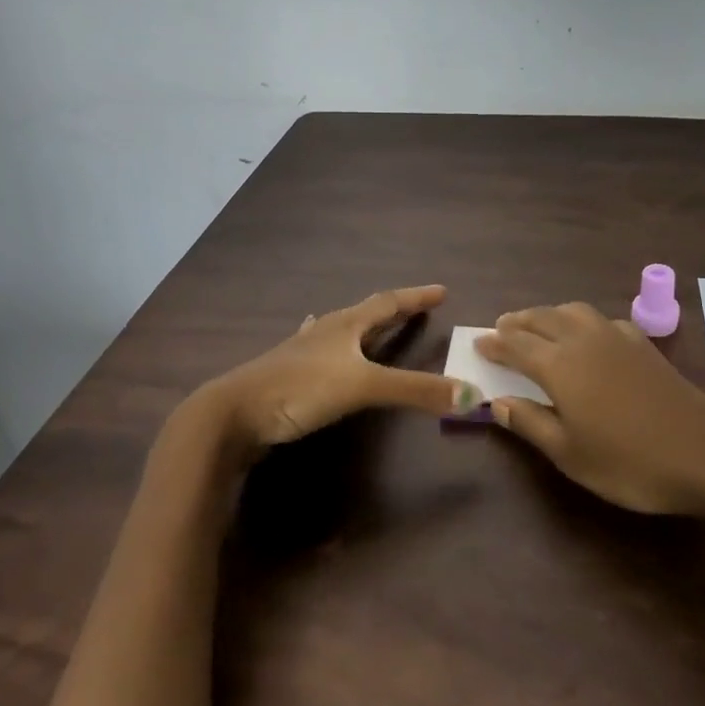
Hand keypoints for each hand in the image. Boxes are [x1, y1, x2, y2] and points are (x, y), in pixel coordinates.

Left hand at [192, 285, 479, 469]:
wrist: (232, 415)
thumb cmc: (299, 390)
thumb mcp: (363, 387)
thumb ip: (415, 391)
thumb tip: (472, 394)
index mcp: (345, 326)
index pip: (387, 303)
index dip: (415, 297)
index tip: (441, 290)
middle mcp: (324, 332)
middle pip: (365, 313)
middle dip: (393, 310)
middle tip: (417, 307)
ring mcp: (301, 352)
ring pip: (339, 330)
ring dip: (362, 326)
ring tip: (371, 321)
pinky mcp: (286, 374)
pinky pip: (318, 350)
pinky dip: (330, 344)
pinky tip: (315, 340)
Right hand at [475, 302, 704, 516]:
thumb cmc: (629, 462)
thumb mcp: (570, 454)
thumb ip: (531, 423)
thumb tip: (498, 402)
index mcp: (560, 365)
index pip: (517, 344)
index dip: (495, 343)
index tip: (479, 343)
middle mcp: (584, 340)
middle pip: (543, 319)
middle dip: (518, 321)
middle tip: (501, 328)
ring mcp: (617, 337)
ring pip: (573, 311)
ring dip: (549, 314)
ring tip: (538, 326)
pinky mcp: (643, 344)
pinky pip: (602, 319)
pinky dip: (582, 321)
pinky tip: (588, 337)